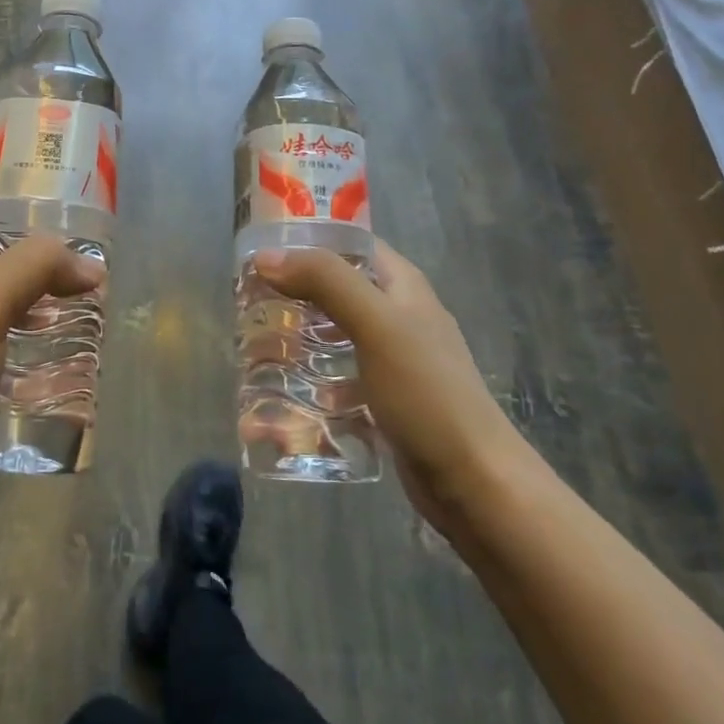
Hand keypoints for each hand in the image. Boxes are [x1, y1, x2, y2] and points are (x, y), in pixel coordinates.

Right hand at [253, 240, 525, 532]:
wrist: (474, 483)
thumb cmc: (426, 392)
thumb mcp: (376, 324)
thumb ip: (325, 282)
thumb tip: (266, 257)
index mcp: (402, 286)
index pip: (350, 243)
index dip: (307, 240)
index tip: (260, 252)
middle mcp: (399, 315)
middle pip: (337, 289)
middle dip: (294, 293)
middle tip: (249, 303)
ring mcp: (394, 360)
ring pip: (336, 335)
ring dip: (300, 337)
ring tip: (257, 346)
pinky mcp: (386, 400)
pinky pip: (341, 379)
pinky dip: (314, 381)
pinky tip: (286, 396)